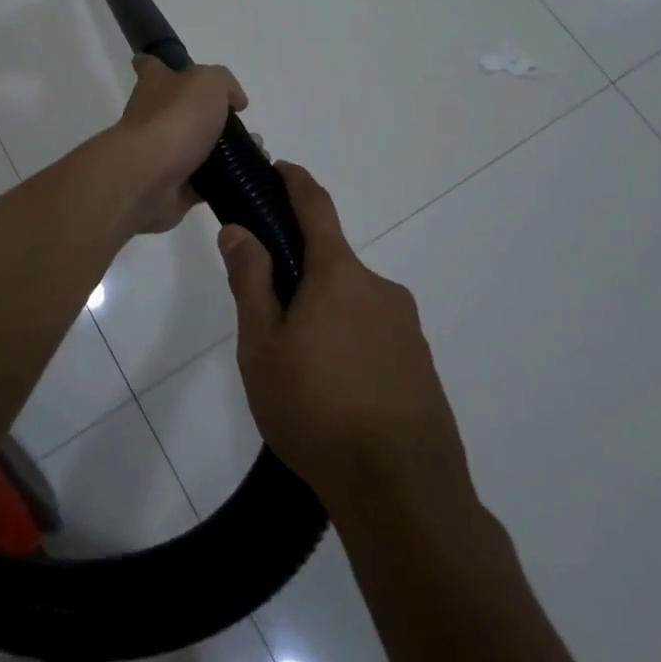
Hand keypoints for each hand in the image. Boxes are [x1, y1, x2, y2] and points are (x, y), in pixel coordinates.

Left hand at [112, 56, 245, 232]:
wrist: (150, 177)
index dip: (161, 64)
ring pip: (198, 148)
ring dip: (226, 151)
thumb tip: (234, 100)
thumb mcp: (208, 81)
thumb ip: (224, 83)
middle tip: (243, 124)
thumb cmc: (175, 118)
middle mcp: (153, 117)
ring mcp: (161, 154)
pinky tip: (248, 177)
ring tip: (257, 151)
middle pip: (181, 111)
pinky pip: (204, 182)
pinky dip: (225, 180)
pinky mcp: (173, 188)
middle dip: (212, 117)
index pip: (151, 67)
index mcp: (155, 85)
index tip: (177, 69)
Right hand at [219, 163, 469, 519]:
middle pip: (331, 264)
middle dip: (300, 277)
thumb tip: (239, 229)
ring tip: (300, 371)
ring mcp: (407, 327)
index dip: (296, 182)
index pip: (316, 207)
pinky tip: (335, 394)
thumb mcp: (263, 346)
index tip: (281, 168)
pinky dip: (350, 345)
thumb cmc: (317, 410)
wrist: (403, 493)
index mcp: (339, 274)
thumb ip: (251, 281)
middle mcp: (379, 287)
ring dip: (325, 316)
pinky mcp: (421, 364)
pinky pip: (374, 336)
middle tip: (269, 322)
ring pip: (352, 304)